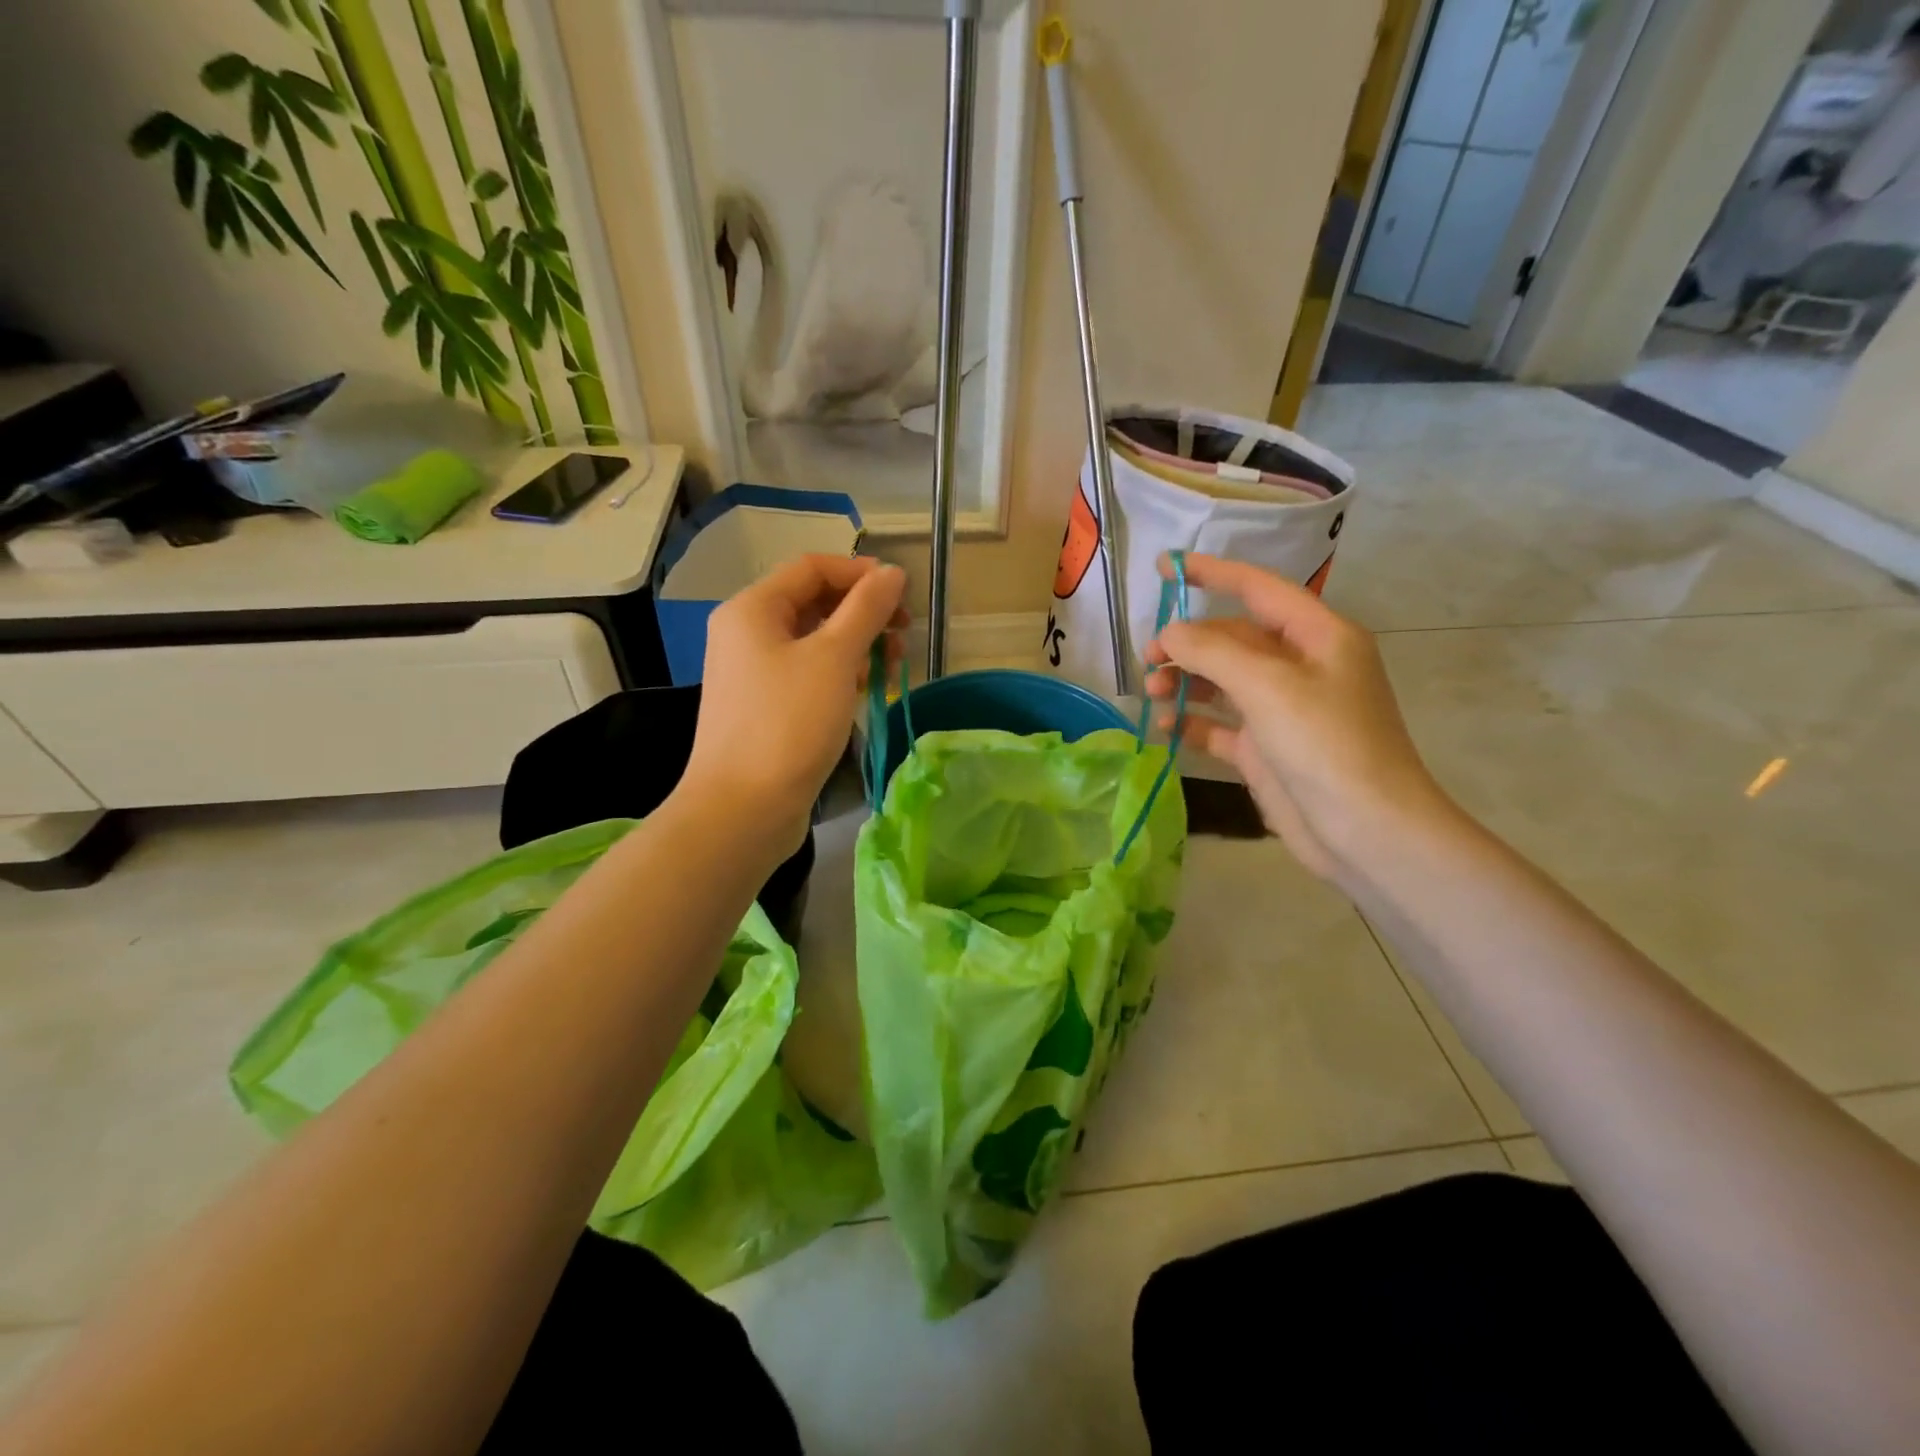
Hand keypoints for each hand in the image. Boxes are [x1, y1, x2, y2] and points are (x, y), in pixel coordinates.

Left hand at [682, 554, 907, 856]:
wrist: (743, 808)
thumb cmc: (789, 724)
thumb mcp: (835, 659)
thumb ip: (866, 609)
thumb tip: (892, 573)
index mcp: (752, 609)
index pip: (812, 568)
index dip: (860, 573)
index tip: (903, 595)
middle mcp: (746, 633)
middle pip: (813, 603)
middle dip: (863, 612)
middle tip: (903, 633)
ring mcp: (753, 673)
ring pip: (813, 641)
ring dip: (856, 645)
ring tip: (892, 666)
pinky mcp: (764, 707)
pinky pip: (807, 674)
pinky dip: (839, 675)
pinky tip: (866, 691)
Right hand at [1145, 554, 1454, 881]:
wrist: (1365, 830)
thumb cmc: (1326, 744)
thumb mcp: (1268, 687)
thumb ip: (1212, 652)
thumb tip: (1169, 634)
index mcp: (1318, 637)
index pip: (1258, 589)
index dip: (1211, 573)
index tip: (1165, 566)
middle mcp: (1301, 667)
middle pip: (1233, 639)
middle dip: (1188, 643)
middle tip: (1148, 658)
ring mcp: (1282, 710)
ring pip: (1222, 681)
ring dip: (1185, 681)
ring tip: (1151, 692)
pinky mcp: (1265, 749)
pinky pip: (1219, 724)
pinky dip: (1191, 722)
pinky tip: (1165, 726)